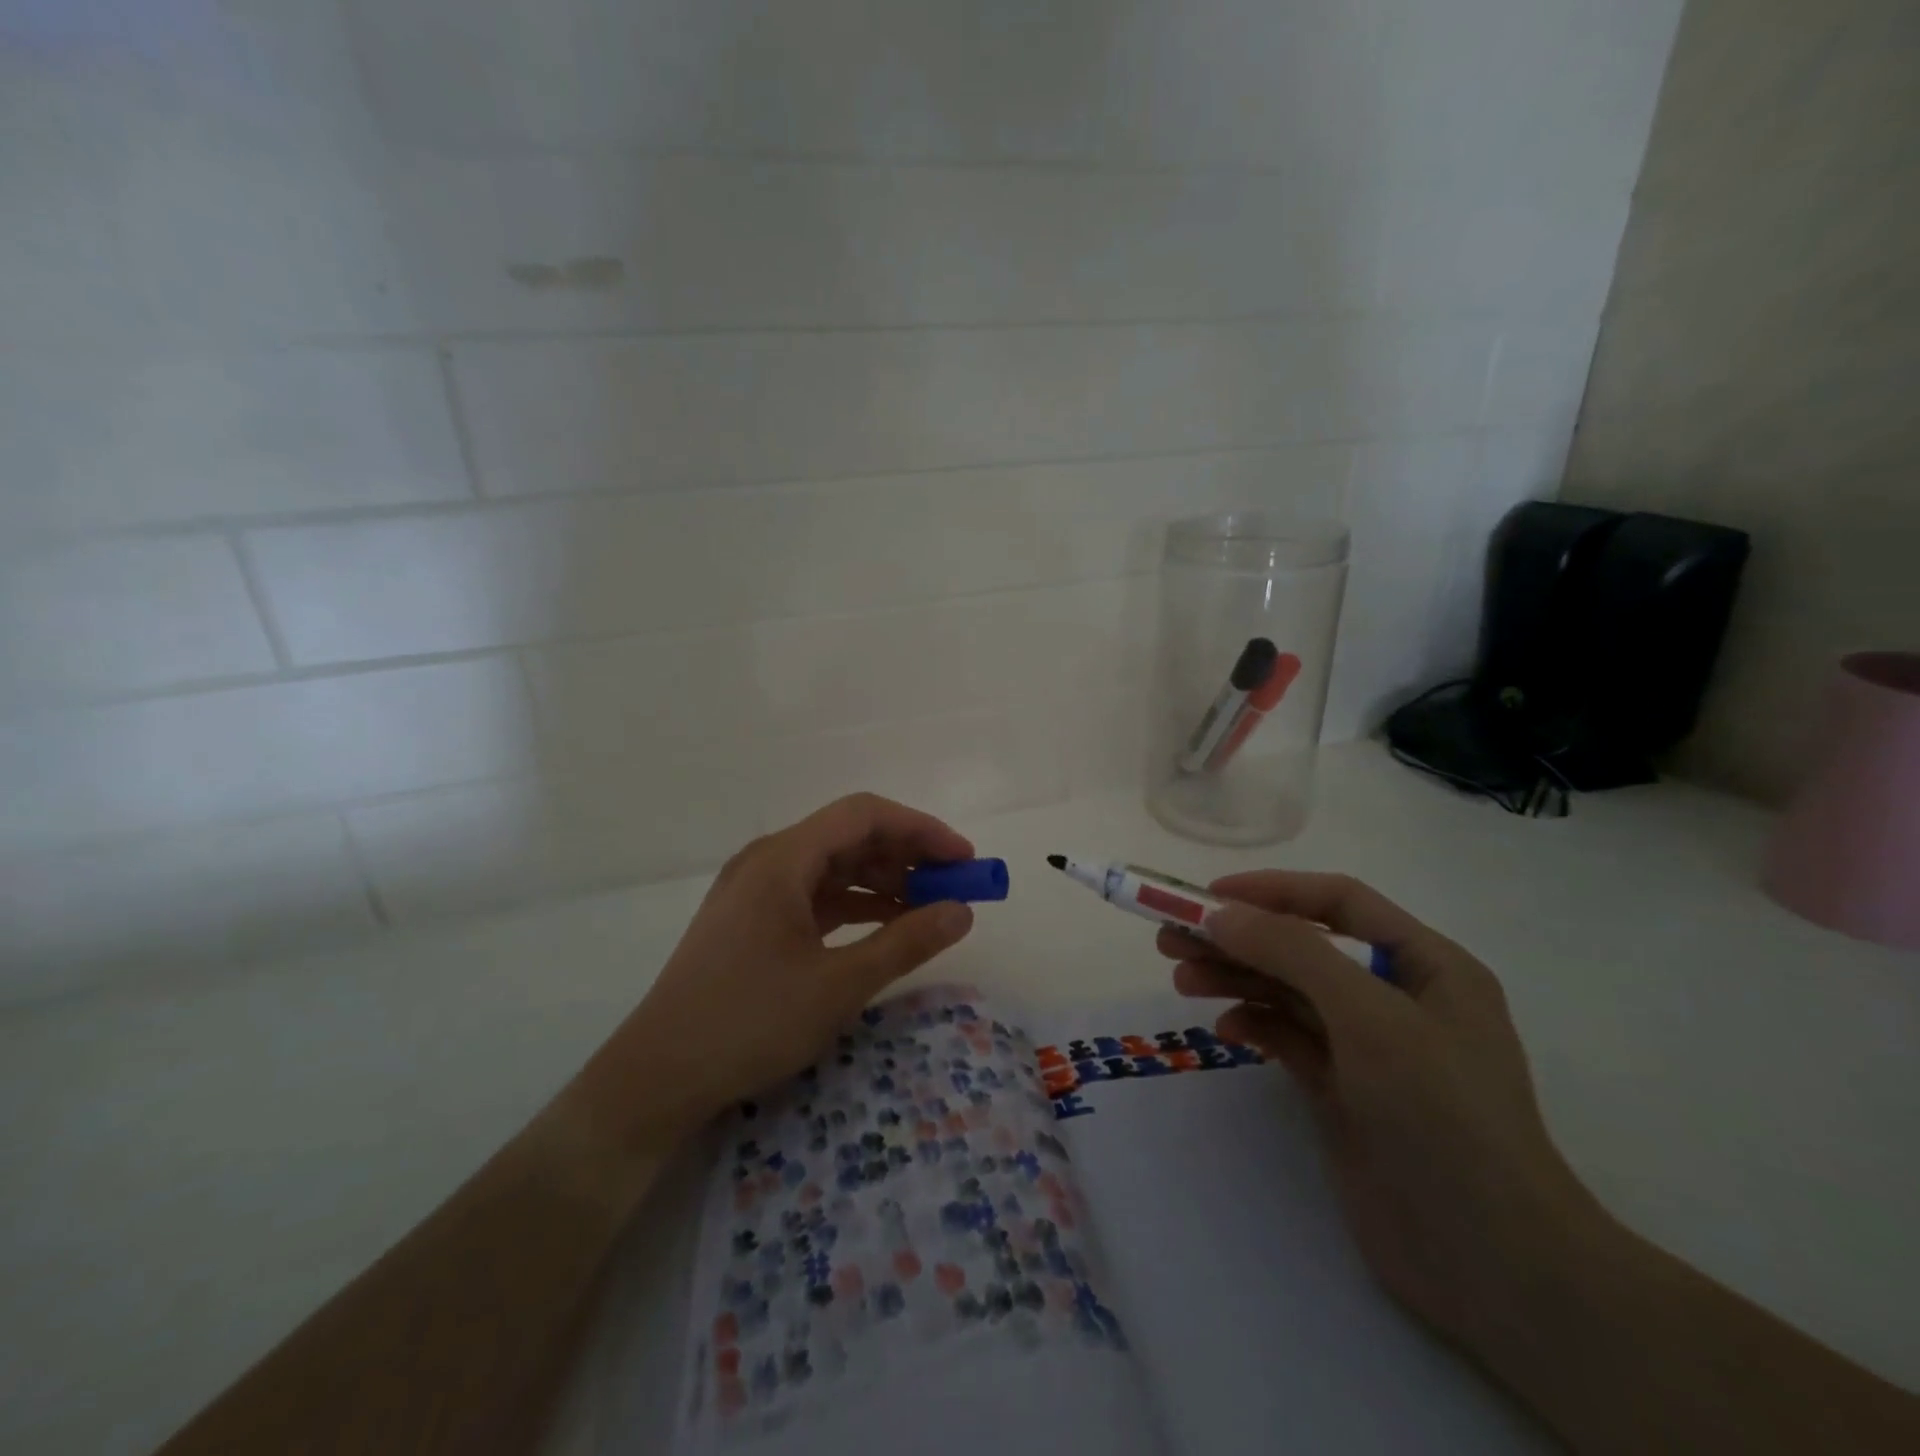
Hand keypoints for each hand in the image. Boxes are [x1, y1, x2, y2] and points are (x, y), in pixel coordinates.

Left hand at [568, 794, 977, 1155]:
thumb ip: (906, 942)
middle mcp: (767, 860)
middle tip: (955, 886)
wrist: (656, 1078)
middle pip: (849, 836)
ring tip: (929, 907)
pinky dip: (854, 904)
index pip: (864, 815)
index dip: (921, 829)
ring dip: (883, 881)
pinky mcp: (751, 919)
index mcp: (783, 858)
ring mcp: (755, 890)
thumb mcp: (838, 985)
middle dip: (907, 855)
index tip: (964, 860)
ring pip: (833, 866)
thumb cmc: (749, 1022)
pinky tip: (885, 926)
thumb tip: (963, 910)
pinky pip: (814, 895)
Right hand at [1158, 871, 1608, 1354]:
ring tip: (1180, 978)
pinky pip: (1290, 1037)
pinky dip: (1256, 1025)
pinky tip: (1226, 1029)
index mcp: (1426, 964)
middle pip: (1303, 947)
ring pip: (1290, 992)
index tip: (1208, 896)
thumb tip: (1220, 913)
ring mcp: (1371, 1047)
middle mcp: (1398, 997)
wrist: (1490, 1262)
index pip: (1339, 902)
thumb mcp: (1368, 1015)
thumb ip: (1292, 952)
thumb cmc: (1440, 1113)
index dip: (1272, 890)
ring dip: (1236, 978)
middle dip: (1239, 938)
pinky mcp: (1345, 1091)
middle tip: (1171, 939)